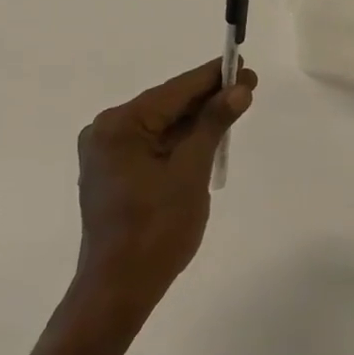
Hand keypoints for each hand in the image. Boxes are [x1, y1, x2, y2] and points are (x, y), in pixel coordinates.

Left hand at [70, 58, 257, 328]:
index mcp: (119, 125)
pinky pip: (152, 145)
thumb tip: (238, 89)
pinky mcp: (112, 173)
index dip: (212, 77)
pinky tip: (207, 135)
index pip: (174, 92)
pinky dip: (180, 141)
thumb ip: (213, 125)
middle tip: (247, 86)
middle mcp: (106, 131)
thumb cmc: (156, 230)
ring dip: (195, 120)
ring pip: (161, 126)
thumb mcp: (191, 172)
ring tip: (233, 107)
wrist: (118, 290)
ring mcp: (106, 154)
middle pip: (166, 106)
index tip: (242, 63)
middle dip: (207, 99)